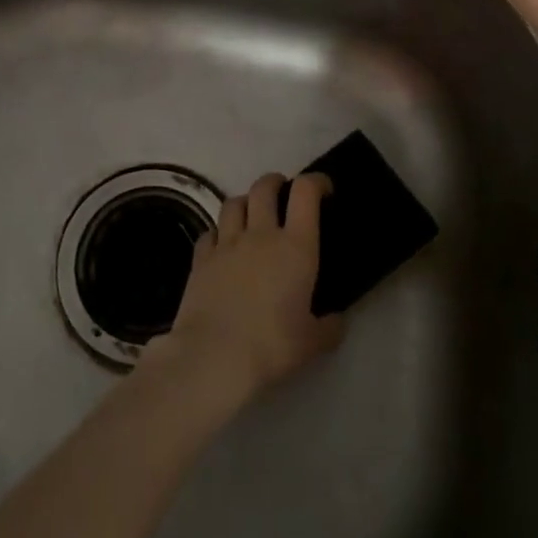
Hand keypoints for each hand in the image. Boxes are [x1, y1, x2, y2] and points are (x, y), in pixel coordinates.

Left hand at [146, 173, 343, 404]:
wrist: (214, 356)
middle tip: (283, 192)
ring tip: (251, 214)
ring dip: (245, 202)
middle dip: (276, 182)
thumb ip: (329, 328)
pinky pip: (210, 232)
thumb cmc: (271, 346)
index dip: (316, 181)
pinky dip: (219, 233)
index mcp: (295, 246)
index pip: (305, 193)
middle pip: (264, 187)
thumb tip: (337, 321)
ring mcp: (227, 243)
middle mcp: (260, 234)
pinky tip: (222, 246)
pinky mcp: (201, 258)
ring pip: (234, 202)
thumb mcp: (312, 343)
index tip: (323, 188)